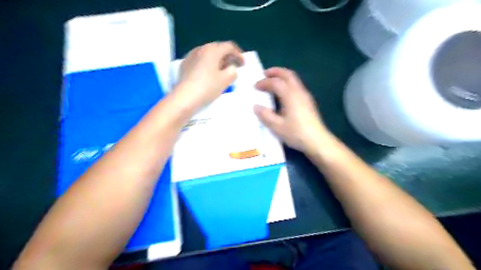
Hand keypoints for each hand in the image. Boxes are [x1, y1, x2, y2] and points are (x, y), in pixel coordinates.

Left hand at [176, 41, 243, 110]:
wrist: (185, 97)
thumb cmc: (208, 87)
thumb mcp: (225, 80)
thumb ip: (232, 71)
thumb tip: (232, 68)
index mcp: (212, 50)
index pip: (229, 46)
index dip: (238, 54)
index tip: (243, 64)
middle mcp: (201, 49)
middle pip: (218, 48)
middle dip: (228, 56)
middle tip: (234, 66)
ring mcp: (191, 56)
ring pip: (208, 54)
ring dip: (217, 60)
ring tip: (222, 70)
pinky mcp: (185, 64)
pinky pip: (200, 60)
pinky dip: (208, 64)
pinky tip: (209, 73)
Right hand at [253, 67, 332, 154]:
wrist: (318, 141)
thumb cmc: (296, 133)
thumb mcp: (277, 127)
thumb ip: (265, 115)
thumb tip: (256, 107)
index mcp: (291, 96)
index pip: (276, 82)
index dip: (264, 82)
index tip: (255, 87)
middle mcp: (299, 92)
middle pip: (288, 74)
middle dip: (275, 72)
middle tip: (264, 74)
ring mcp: (305, 96)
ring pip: (294, 79)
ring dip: (282, 77)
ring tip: (272, 82)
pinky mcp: (308, 102)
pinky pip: (296, 86)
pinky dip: (287, 84)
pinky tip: (282, 94)